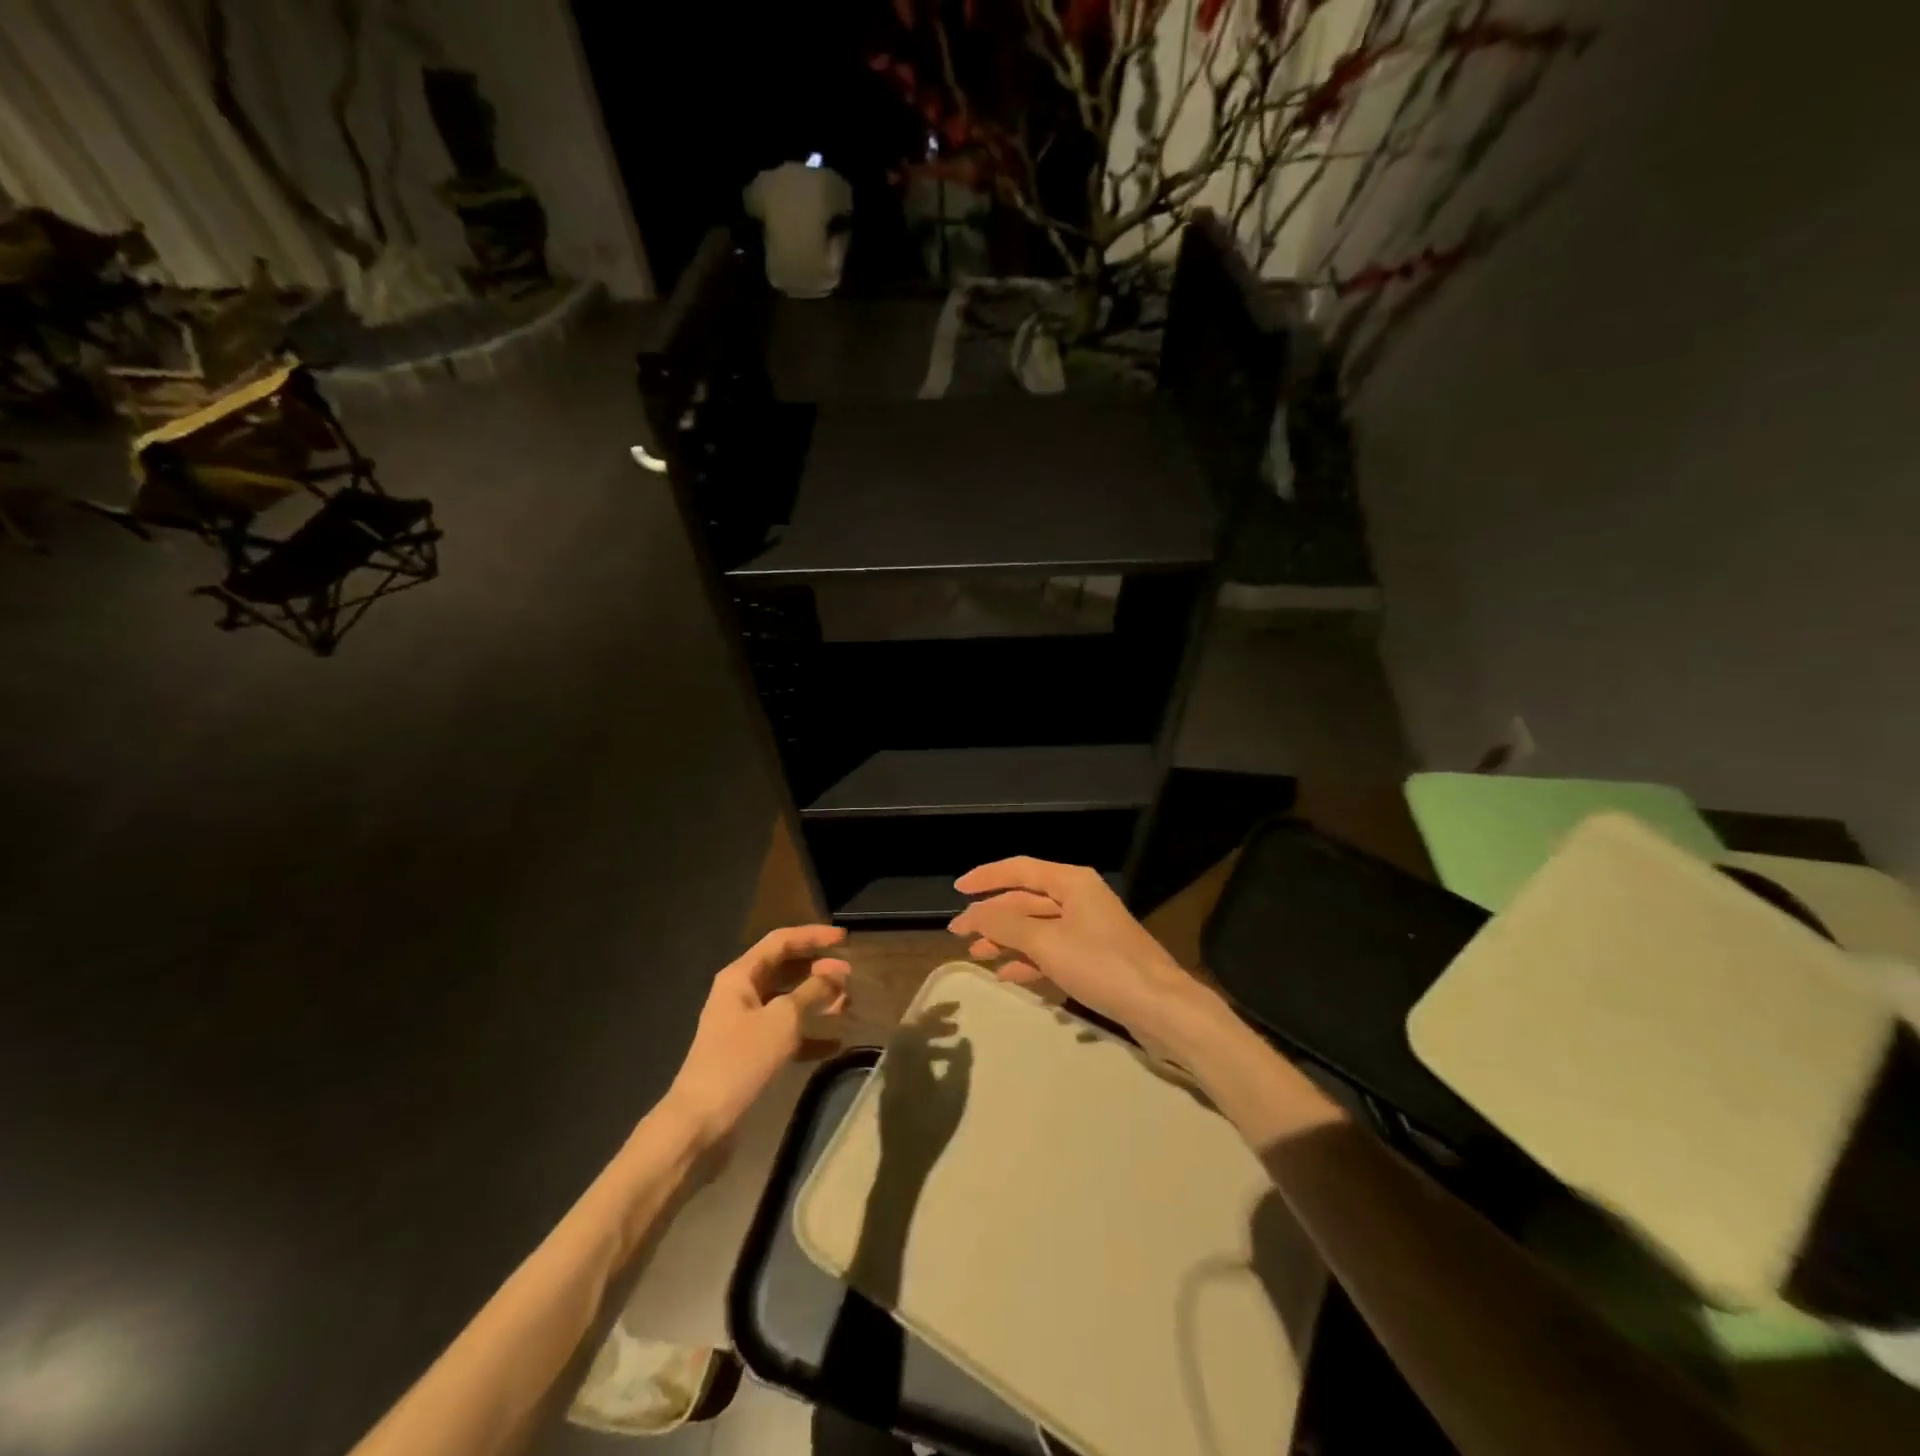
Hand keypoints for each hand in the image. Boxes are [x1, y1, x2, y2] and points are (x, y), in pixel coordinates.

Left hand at [666, 925, 850, 1144]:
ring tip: (848, 1005)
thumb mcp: (782, 1020)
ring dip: (817, 1001)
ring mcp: (745, 1025)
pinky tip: (835, 1044)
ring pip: (787, 1002)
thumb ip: (813, 991)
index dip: (813, 936)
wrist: (701, 1123)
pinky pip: (785, 1034)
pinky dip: (809, 1035)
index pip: (781, 942)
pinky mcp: (751, 1054)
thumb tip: (837, 971)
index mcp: (740, 976)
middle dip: (818, 970)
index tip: (845, 939)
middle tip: (850, 975)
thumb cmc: (740, 1060)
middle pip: (785, 969)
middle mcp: (741, 994)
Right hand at [947, 858, 1198, 1037]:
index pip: (1019, 869)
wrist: (1160, 1007)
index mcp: (1072, 882)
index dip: (986, 878)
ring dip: (1006, 939)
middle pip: (1026, 898)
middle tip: (958, 932)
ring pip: (1036, 926)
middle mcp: (1079, 898)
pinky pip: (1051, 949)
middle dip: (992, 915)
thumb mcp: (1047, 943)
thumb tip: (973, 913)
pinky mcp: (1093, 956)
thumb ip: (1006, 925)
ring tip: (976, 954)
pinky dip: (1028, 959)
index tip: (957, 890)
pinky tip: (1006, 974)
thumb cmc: (1101, 966)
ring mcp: (1087, 928)